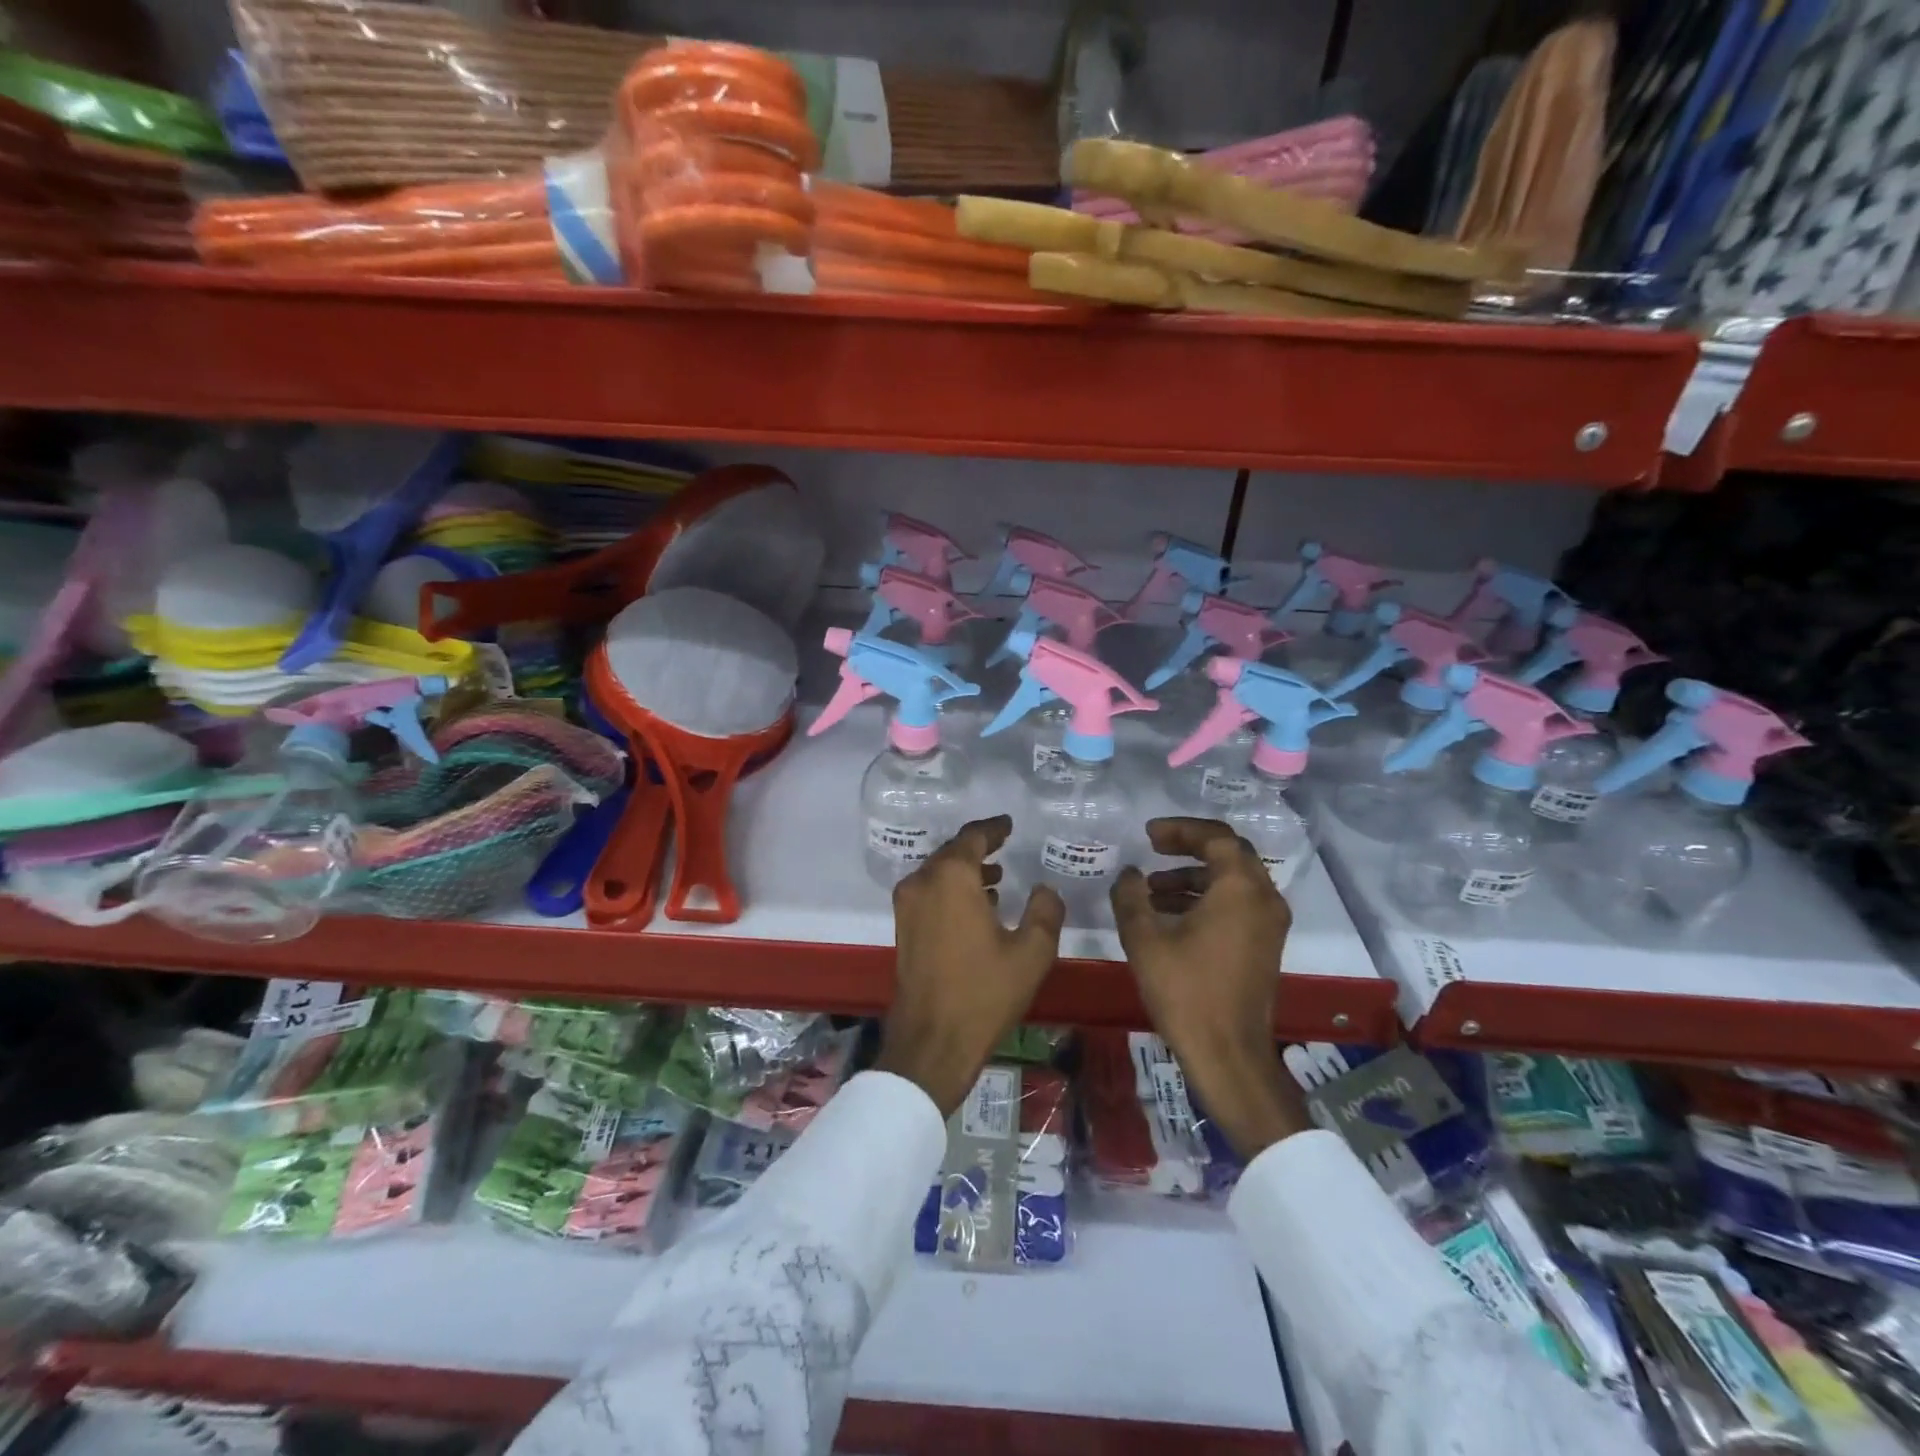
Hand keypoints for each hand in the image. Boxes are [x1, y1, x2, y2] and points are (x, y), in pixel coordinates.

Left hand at [877, 816, 1065, 1115]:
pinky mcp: (903, 928)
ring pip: (938, 874)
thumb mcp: (1031, 953)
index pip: (973, 837)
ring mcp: (907, 906)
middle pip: (951, 852)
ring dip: (965, 871)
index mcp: (952, 878)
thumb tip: (1045, 889)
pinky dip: (951, 890)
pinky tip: (976, 907)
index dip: (993, 828)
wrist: (932, 1041)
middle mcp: (922, 882)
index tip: (1008, 824)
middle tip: (1004, 846)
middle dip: (978, 849)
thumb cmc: (984, 993)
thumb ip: (1045, 911)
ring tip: (997, 878)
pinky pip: (929, 893)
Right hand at [1111, 818, 1309, 1159]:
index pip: (1216, 837)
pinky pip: (1237, 904)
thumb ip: (1131, 896)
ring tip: (1151, 890)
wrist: (1229, 1054)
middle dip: (1188, 847)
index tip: (1148, 835)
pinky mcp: (1265, 945)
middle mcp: (1264, 898)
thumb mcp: (1144, 939)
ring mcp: (1269, 924)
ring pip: (1232, 880)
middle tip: (1153, 848)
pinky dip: (1206, 898)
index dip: (1180, 829)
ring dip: (1193, 876)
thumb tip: (1130, 875)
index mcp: (1240, 888)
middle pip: (1229, 854)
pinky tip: (1170, 915)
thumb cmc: (1186, 991)